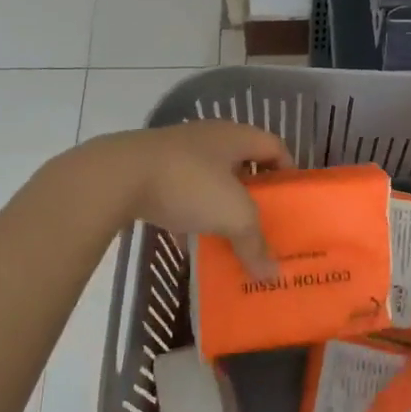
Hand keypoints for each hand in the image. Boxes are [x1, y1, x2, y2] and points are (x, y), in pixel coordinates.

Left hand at [85, 120, 290, 277]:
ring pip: (208, 180)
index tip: (291, 201)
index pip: (274, 145)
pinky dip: (187, 216)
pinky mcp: (150, 170)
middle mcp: (208, 138)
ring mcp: (176, 152)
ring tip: (229, 237)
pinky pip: (179, 194)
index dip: (288, 170)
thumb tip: (272, 275)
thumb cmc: (189, 183)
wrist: (118, 175)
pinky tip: (187, 244)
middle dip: (253, 194)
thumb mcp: (233, 216)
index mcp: (235, 136)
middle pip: (241, 163)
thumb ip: (254, 244)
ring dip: (219, 207)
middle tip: (264, 223)